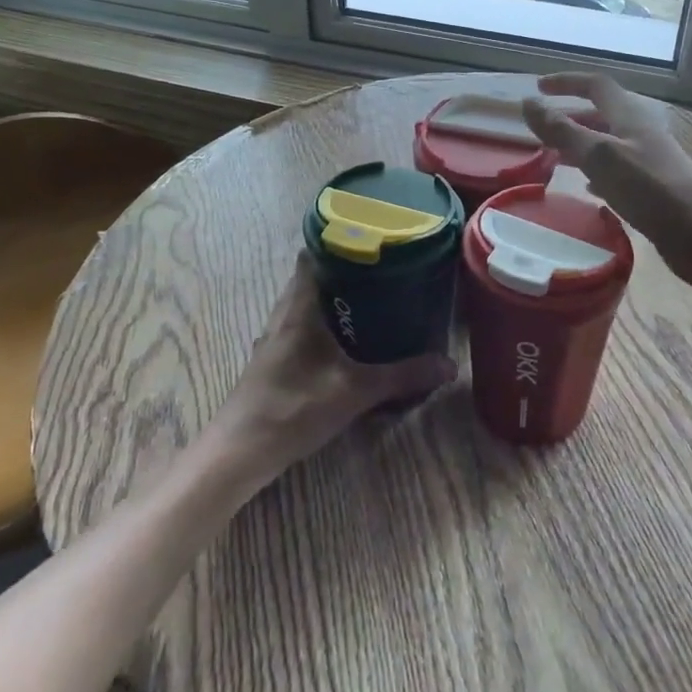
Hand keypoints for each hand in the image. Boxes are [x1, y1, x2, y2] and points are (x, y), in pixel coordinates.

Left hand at [207, 258, 454, 487]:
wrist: (241, 451)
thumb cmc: (295, 407)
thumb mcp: (356, 391)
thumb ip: (403, 377)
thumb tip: (449, 365)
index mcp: (300, 308)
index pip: (311, 255)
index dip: (336, 242)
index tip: (368, 240)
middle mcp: (283, 315)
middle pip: (308, 278)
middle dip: (340, 272)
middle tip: (378, 272)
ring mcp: (272, 339)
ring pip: (301, 304)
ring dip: (328, 300)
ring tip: (366, 302)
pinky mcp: (270, 361)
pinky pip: (297, 327)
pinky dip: (318, 324)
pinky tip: (340, 343)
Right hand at [521, 71, 691, 290]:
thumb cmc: (651, 190)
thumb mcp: (600, 156)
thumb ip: (562, 130)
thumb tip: (528, 102)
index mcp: (630, 117)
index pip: (596, 85)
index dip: (567, 82)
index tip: (539, 87)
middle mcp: (641, 133)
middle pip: (602, 115)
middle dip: (570, 117)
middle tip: (541, 131)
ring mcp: (650, 161)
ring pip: (608, 144)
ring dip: (580, 146)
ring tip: (554, 159)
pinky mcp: (654, 189)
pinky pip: (618, 171)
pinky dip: (596, 173)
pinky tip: (588, 189)